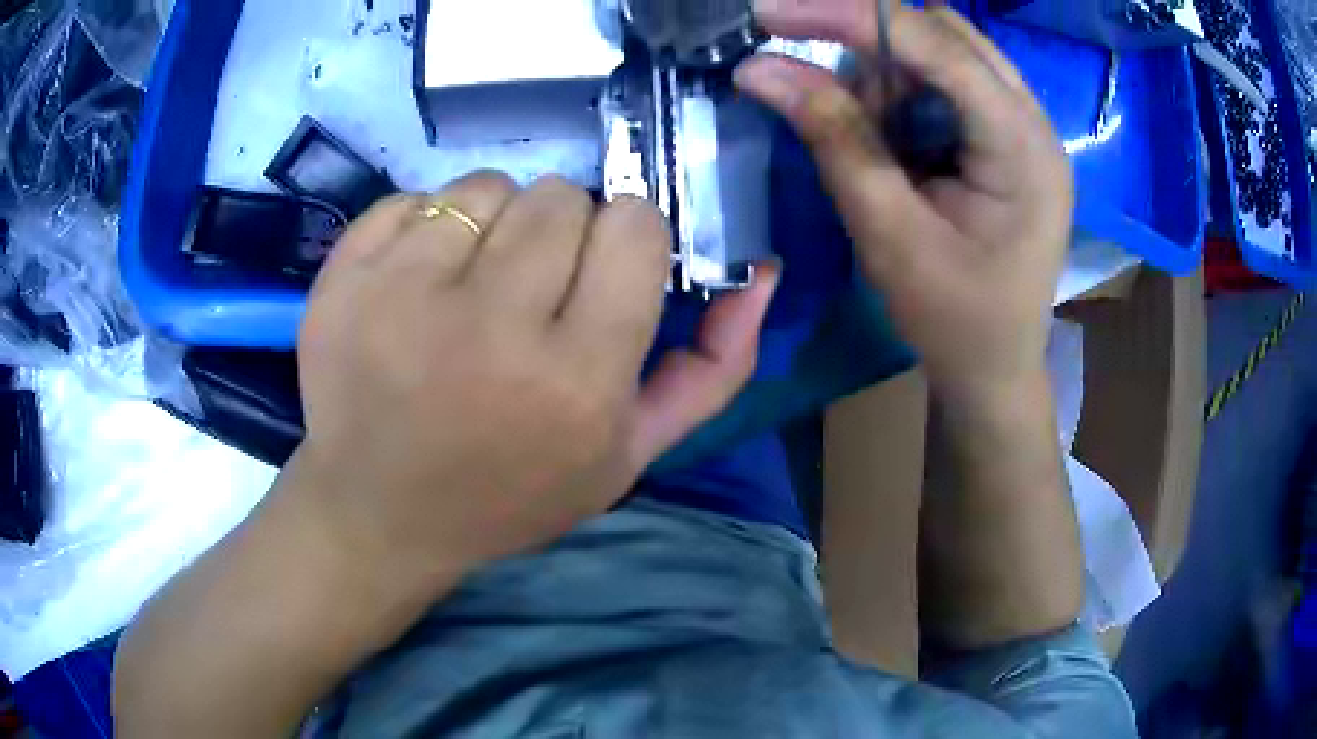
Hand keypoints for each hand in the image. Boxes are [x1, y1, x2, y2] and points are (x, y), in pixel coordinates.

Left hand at [290, 173, 777, 589]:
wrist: (378, 514)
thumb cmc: (509, 494)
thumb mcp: (628, 457)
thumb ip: (712, 369)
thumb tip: (762, 271)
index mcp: (574, 382)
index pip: (635, 229)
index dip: (627, 241)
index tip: (603, 273)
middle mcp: (490, 327)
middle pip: (562, 196)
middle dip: (563, 231)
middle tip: (532, 288)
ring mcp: (402, 294)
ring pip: (489, 186)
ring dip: (495, 223)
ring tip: (471, 285)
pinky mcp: (346, 277)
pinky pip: (415, 197)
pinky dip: (429, 226)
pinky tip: (416, 283)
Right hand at [737, 0, 1071, 401]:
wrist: (995, 372)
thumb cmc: (953, 321)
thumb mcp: (889, 234)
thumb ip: (835, 139)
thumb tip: (759, 68)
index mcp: (1023, 148)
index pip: (937, 44)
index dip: (849, 15)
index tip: (770, 13)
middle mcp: (1033, 122)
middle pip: (945, 33)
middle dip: (868, 37)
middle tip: (808, 67)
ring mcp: (1024, 128)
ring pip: (945, 51)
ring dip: (886, 68)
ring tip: (861, 126)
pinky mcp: (1007, 139)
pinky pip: (948, 82)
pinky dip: (903, 90)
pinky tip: (887, 131)